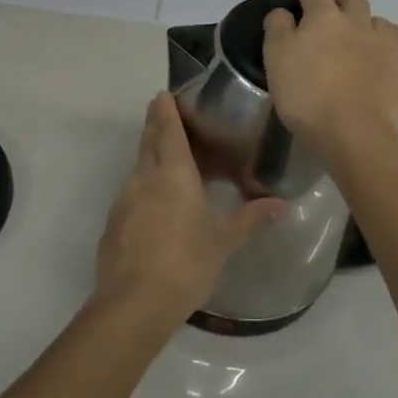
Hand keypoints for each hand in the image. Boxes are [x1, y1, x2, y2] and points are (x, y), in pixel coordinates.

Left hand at [94, 92, 285, 318]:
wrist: (133, 304)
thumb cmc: (185, 263)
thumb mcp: (224, 240)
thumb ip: (251, 218)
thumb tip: (283, 205)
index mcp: (172, 173)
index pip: (166, 129)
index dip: (165, 109)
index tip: (164, 93)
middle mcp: (144, 178)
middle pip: (148, 141)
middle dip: (156, 125)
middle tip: (167, 116)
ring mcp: (124, 200)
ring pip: (138, 167)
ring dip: (151, 157)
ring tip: (171, 162)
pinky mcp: (114, 223)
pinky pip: (132, 193)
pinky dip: (145, 186)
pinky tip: (158, 206)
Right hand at [262, 0, 397, 157]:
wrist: (355, 132)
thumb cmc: (307, 96)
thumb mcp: (276, 60)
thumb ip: (278, 29)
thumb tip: (285, 12)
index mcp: (323, 17)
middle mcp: (357, 21)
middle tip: (328, 7)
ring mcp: (383, 42)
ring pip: (375, 19)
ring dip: (363, 20)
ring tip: (356, 33)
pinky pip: (396, 39)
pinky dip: (385, 38)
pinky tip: (381, 49)